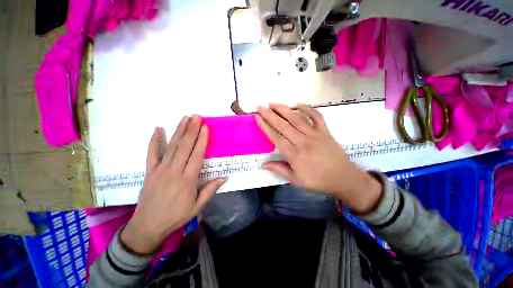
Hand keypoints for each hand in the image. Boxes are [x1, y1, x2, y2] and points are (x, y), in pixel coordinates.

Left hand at [121, 116, 224, 253]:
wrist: (147, 227)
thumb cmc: (176, 217)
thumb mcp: (197, 207)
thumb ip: (210, 191)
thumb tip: (223, 177)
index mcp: (187, 180)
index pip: (197, 155)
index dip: (202, 140)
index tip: (205, 128)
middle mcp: (174, 172)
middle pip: (185, 147)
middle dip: (191, 130)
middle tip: (196, 117)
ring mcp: (160, 170)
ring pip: (171, 147)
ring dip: (179, 131)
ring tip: (185, 118)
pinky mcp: (149, 172)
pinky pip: (151, 154)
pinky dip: (154, 141)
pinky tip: (158, 129)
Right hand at [257, 104, 381, 213]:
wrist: (343, 178)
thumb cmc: (317, 180)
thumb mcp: (296, 180)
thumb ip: (279, 169)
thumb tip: (263, 164)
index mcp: (295, 155)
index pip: (276, 137)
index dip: (266, 127)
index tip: (258, 118)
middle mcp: (303, 142)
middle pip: (284, 125)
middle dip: (270, 115)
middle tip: (261, 106)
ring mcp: (315, 134)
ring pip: (297, 119)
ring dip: (284, 109)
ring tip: (273, 103)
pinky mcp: (325, 131)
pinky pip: (316, 116)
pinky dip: (308, 108)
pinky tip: (298, 104)